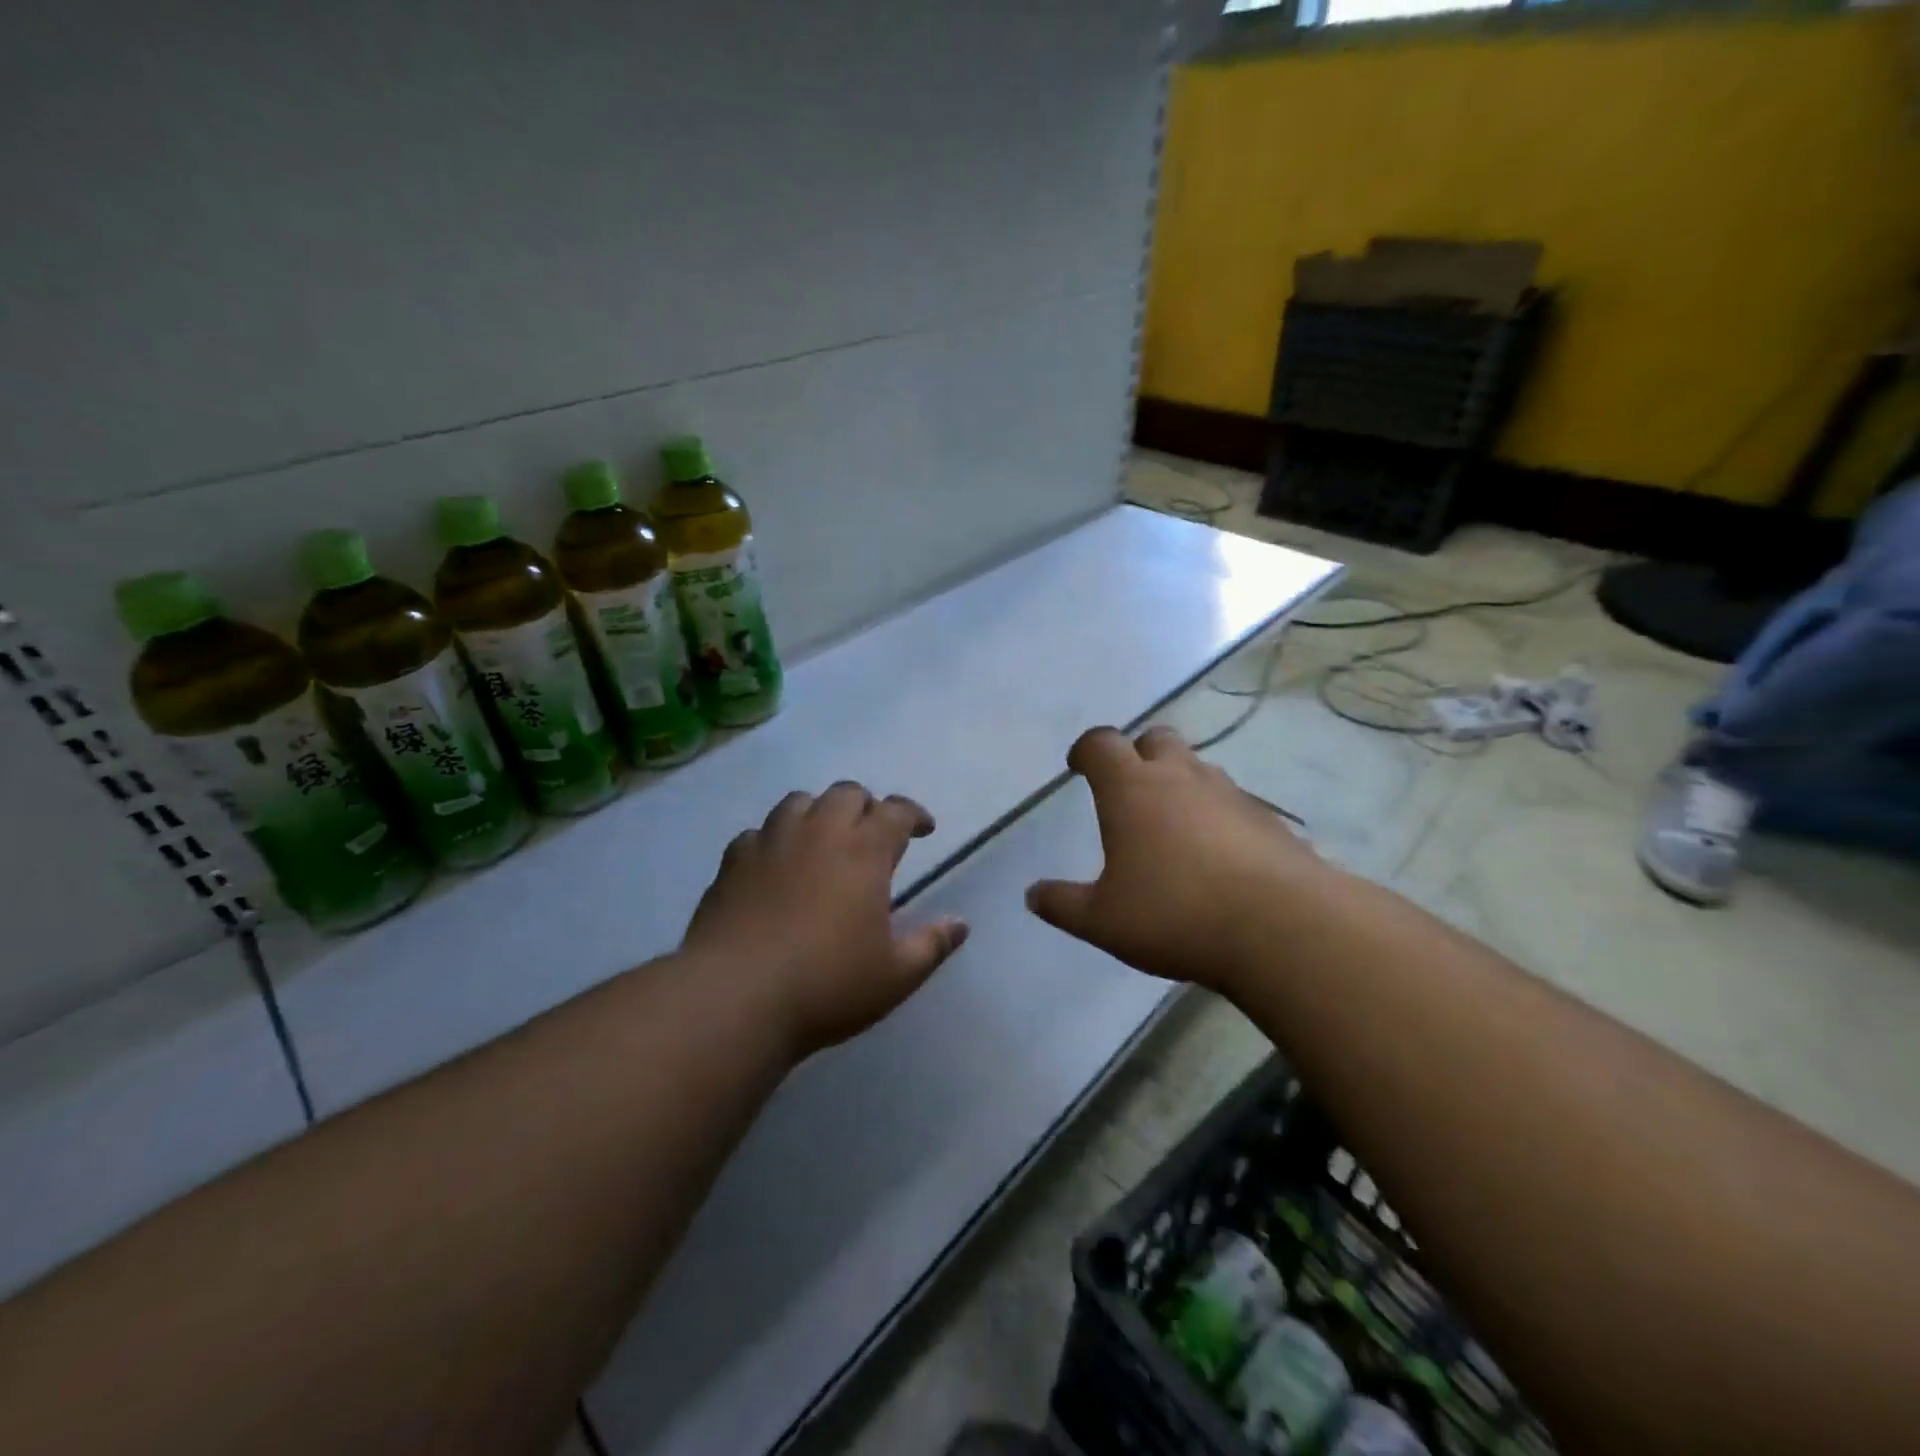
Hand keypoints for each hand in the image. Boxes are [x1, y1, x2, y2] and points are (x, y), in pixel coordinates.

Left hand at [681, 782, 969, 1058]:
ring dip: (818, 812)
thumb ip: (931, 944)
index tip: (923, 830)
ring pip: (798, 802)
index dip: (914, 814)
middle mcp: (818, 833)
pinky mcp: (732, 862)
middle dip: (866, 806)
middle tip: (871, 835)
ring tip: (823, 840)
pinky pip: (757, 833)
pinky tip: (774, 865)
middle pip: (846, 793)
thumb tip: (961, 924)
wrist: (734, 997)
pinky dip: (774, 839)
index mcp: (864, 851)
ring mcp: (771, 843)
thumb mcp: (895, 975)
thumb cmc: (827, 985)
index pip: (896, 811)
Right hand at [1026, 726, 1322, 991]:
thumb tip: (1033, 895)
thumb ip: (1063, 904)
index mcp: (1132, 789)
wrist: (1282, 927)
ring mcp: (1230, 794)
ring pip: (1198, 769)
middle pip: (1156, 739)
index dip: (1086, 750)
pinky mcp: (1267, 819)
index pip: (1102, 743)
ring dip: (1180, 784)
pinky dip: (1216, 816)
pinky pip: (1232, 803)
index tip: (1078, 766)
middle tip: (1129, 789)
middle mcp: (1181, 777)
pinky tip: (1217, 857)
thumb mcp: (1103, 920)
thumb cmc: (1175, 914)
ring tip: (1172, 827)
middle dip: (1138, 754)